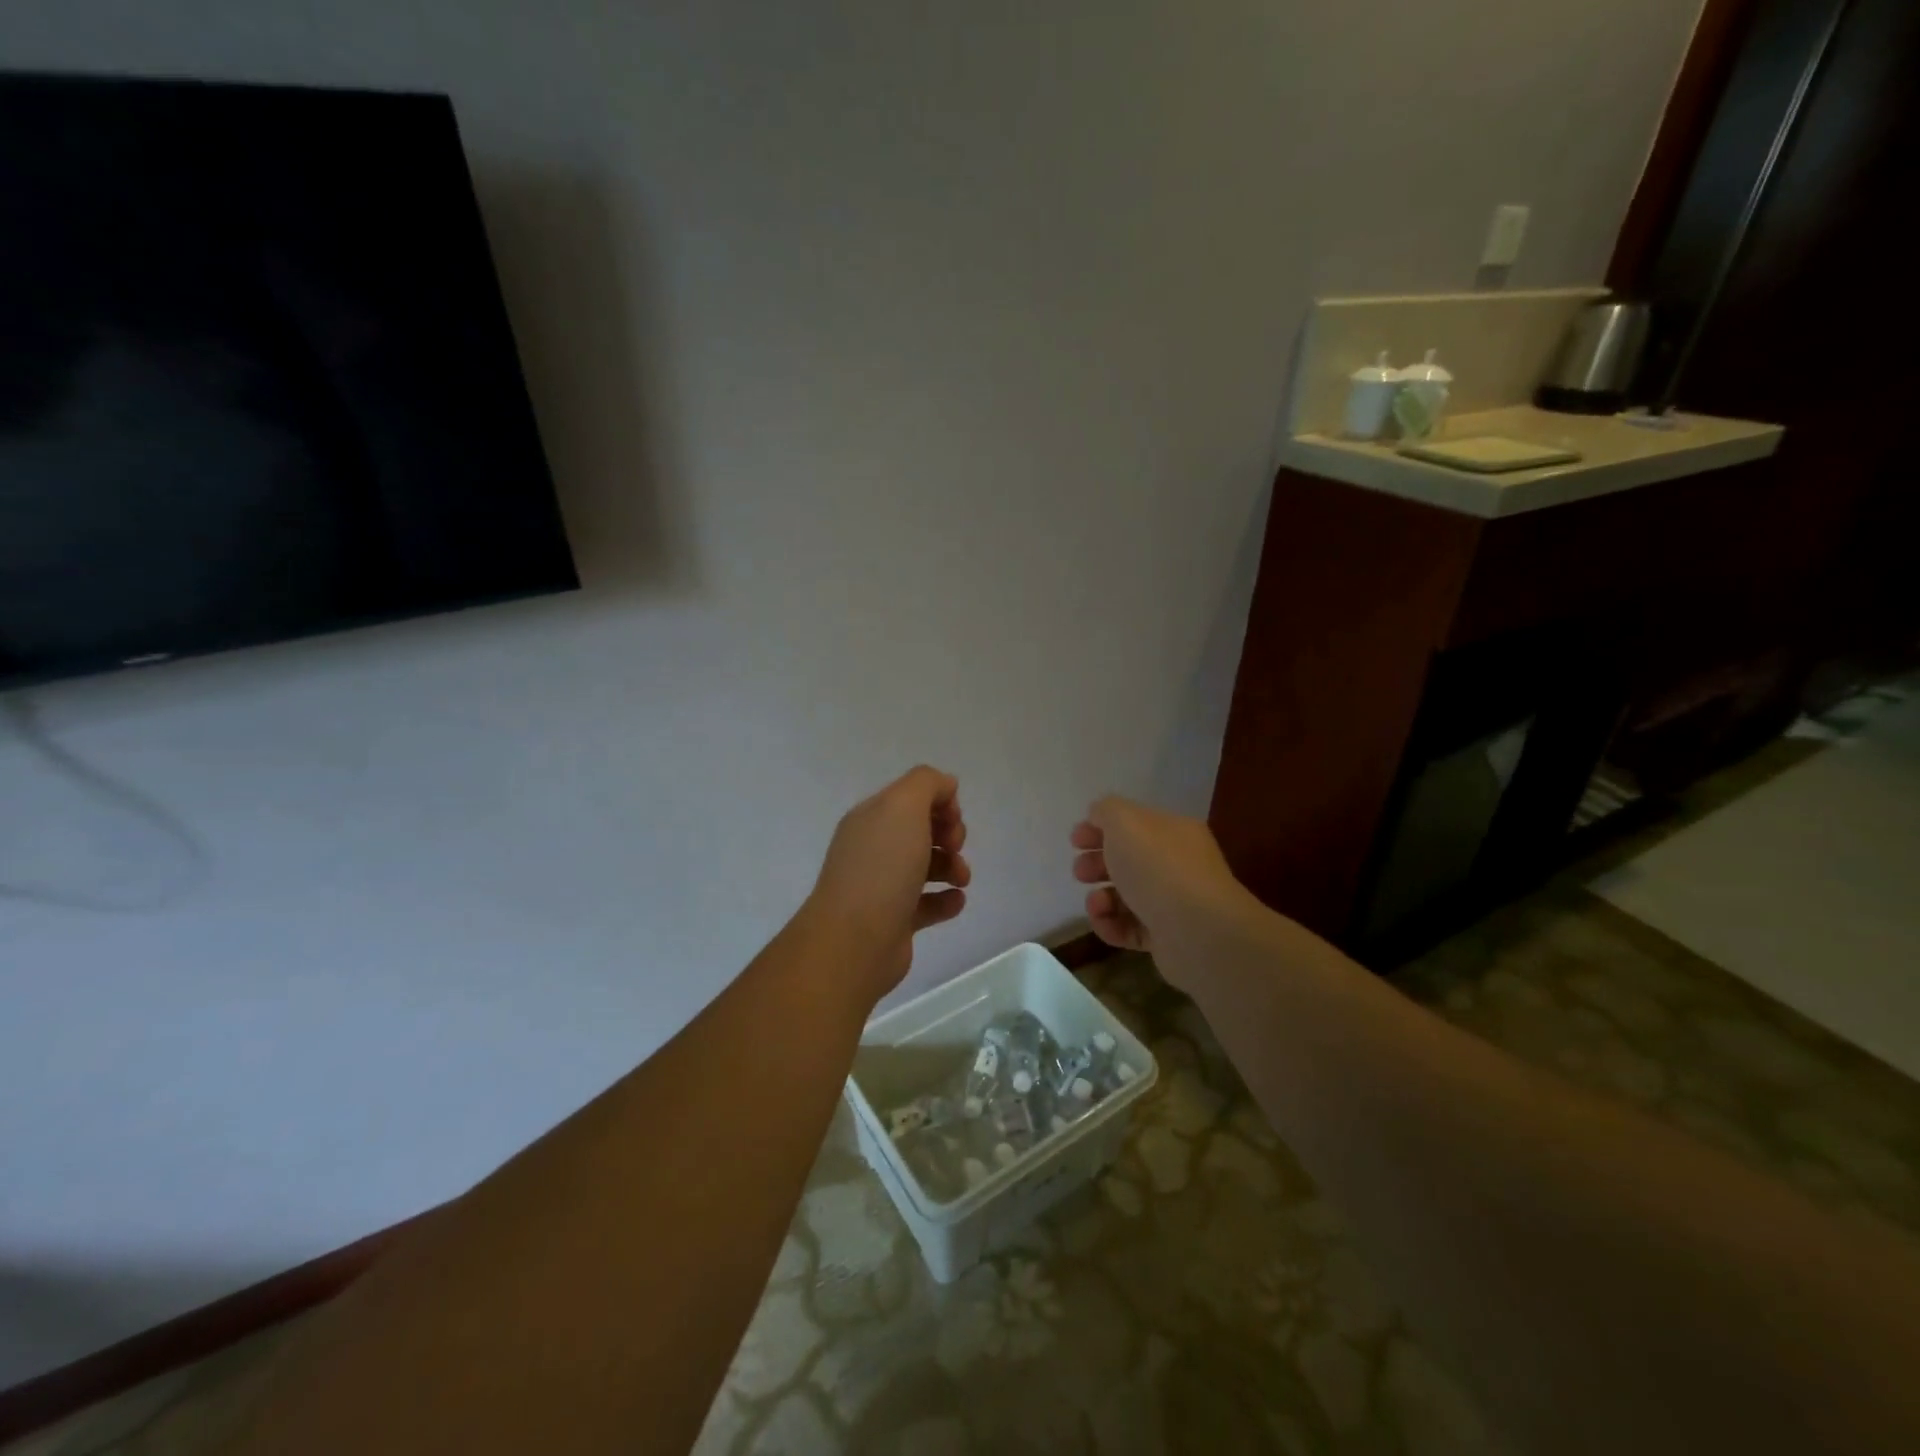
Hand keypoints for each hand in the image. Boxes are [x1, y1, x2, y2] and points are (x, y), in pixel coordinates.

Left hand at [803, 766, 970, 997]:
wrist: (855, 940)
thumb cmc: (881, 867)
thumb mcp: (903, 806)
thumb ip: (927, 784)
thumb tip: (946, 785)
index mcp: (871, 818)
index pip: (910, 797)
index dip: (939, 802)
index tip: (953, 819)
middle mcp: (873, 848)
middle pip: (919, 831)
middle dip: (948, 834)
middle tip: (955, 847)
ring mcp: (882, 886)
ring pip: (925, 867)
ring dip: (952, 867)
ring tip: (961, 879)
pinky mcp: (894, 921)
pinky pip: (926, 904)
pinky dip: (946, 900)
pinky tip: (956, 901)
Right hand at [1071, 796, 1242, 958]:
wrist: (1197, 931)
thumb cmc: (1158, 867)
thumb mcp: (1125, 821)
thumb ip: (1107, 811)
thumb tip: (1098, 816)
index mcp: (1173, 832)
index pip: (1133, 824)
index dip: (1100, 828)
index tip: (1075, 841)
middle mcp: (1177, 864)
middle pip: (1128, 860)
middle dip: (1097, 864)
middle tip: (1080, 872)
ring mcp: (1173, 903)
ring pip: (1126, 896)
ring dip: (1100, 898)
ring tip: (1096, 903)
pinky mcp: (1166, 938)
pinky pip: (1130, 928)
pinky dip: (1111, 925)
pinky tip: (1104, 922)